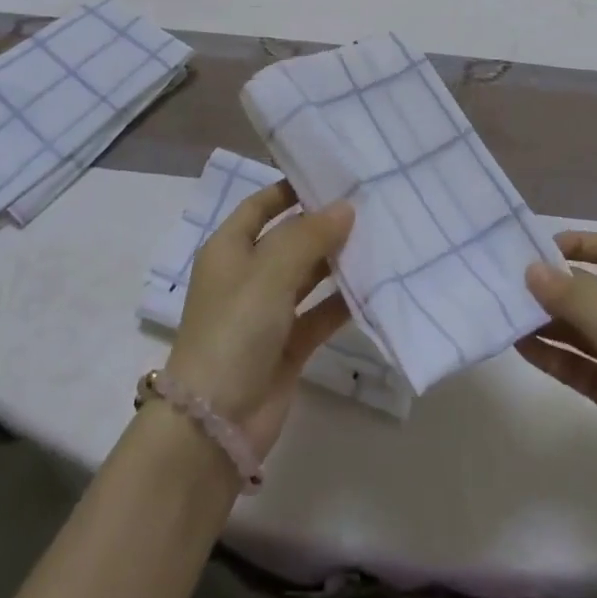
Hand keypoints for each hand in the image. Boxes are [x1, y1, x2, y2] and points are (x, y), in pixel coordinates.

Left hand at [165, 182, 354, 458]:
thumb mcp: (269, 272)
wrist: (215, 422)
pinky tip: (376, 286)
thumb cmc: (234, 329)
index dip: (291, 189)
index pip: (262, 205)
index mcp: (229, 248)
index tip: (333, 175)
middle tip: (370, 204)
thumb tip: (345, 207)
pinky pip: (321, 314)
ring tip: (381, 237)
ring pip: (309, 276)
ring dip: (337, 261)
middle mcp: (248, 275)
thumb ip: (309, 236)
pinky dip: (344, 302)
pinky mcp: (289, 345)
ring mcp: (268, 312)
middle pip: (289, 239)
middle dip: (323, 224)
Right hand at [520, 231, 596, 536]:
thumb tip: (531, 270)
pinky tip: (521, 348)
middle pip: (590, 291)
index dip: (579, 244)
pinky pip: (578, 365)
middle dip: (552, 287)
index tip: (537, 250)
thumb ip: (573, 300)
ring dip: (546, 323)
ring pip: (580, 330)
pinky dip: (553, 356)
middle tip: (506, 285)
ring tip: (505, 315)